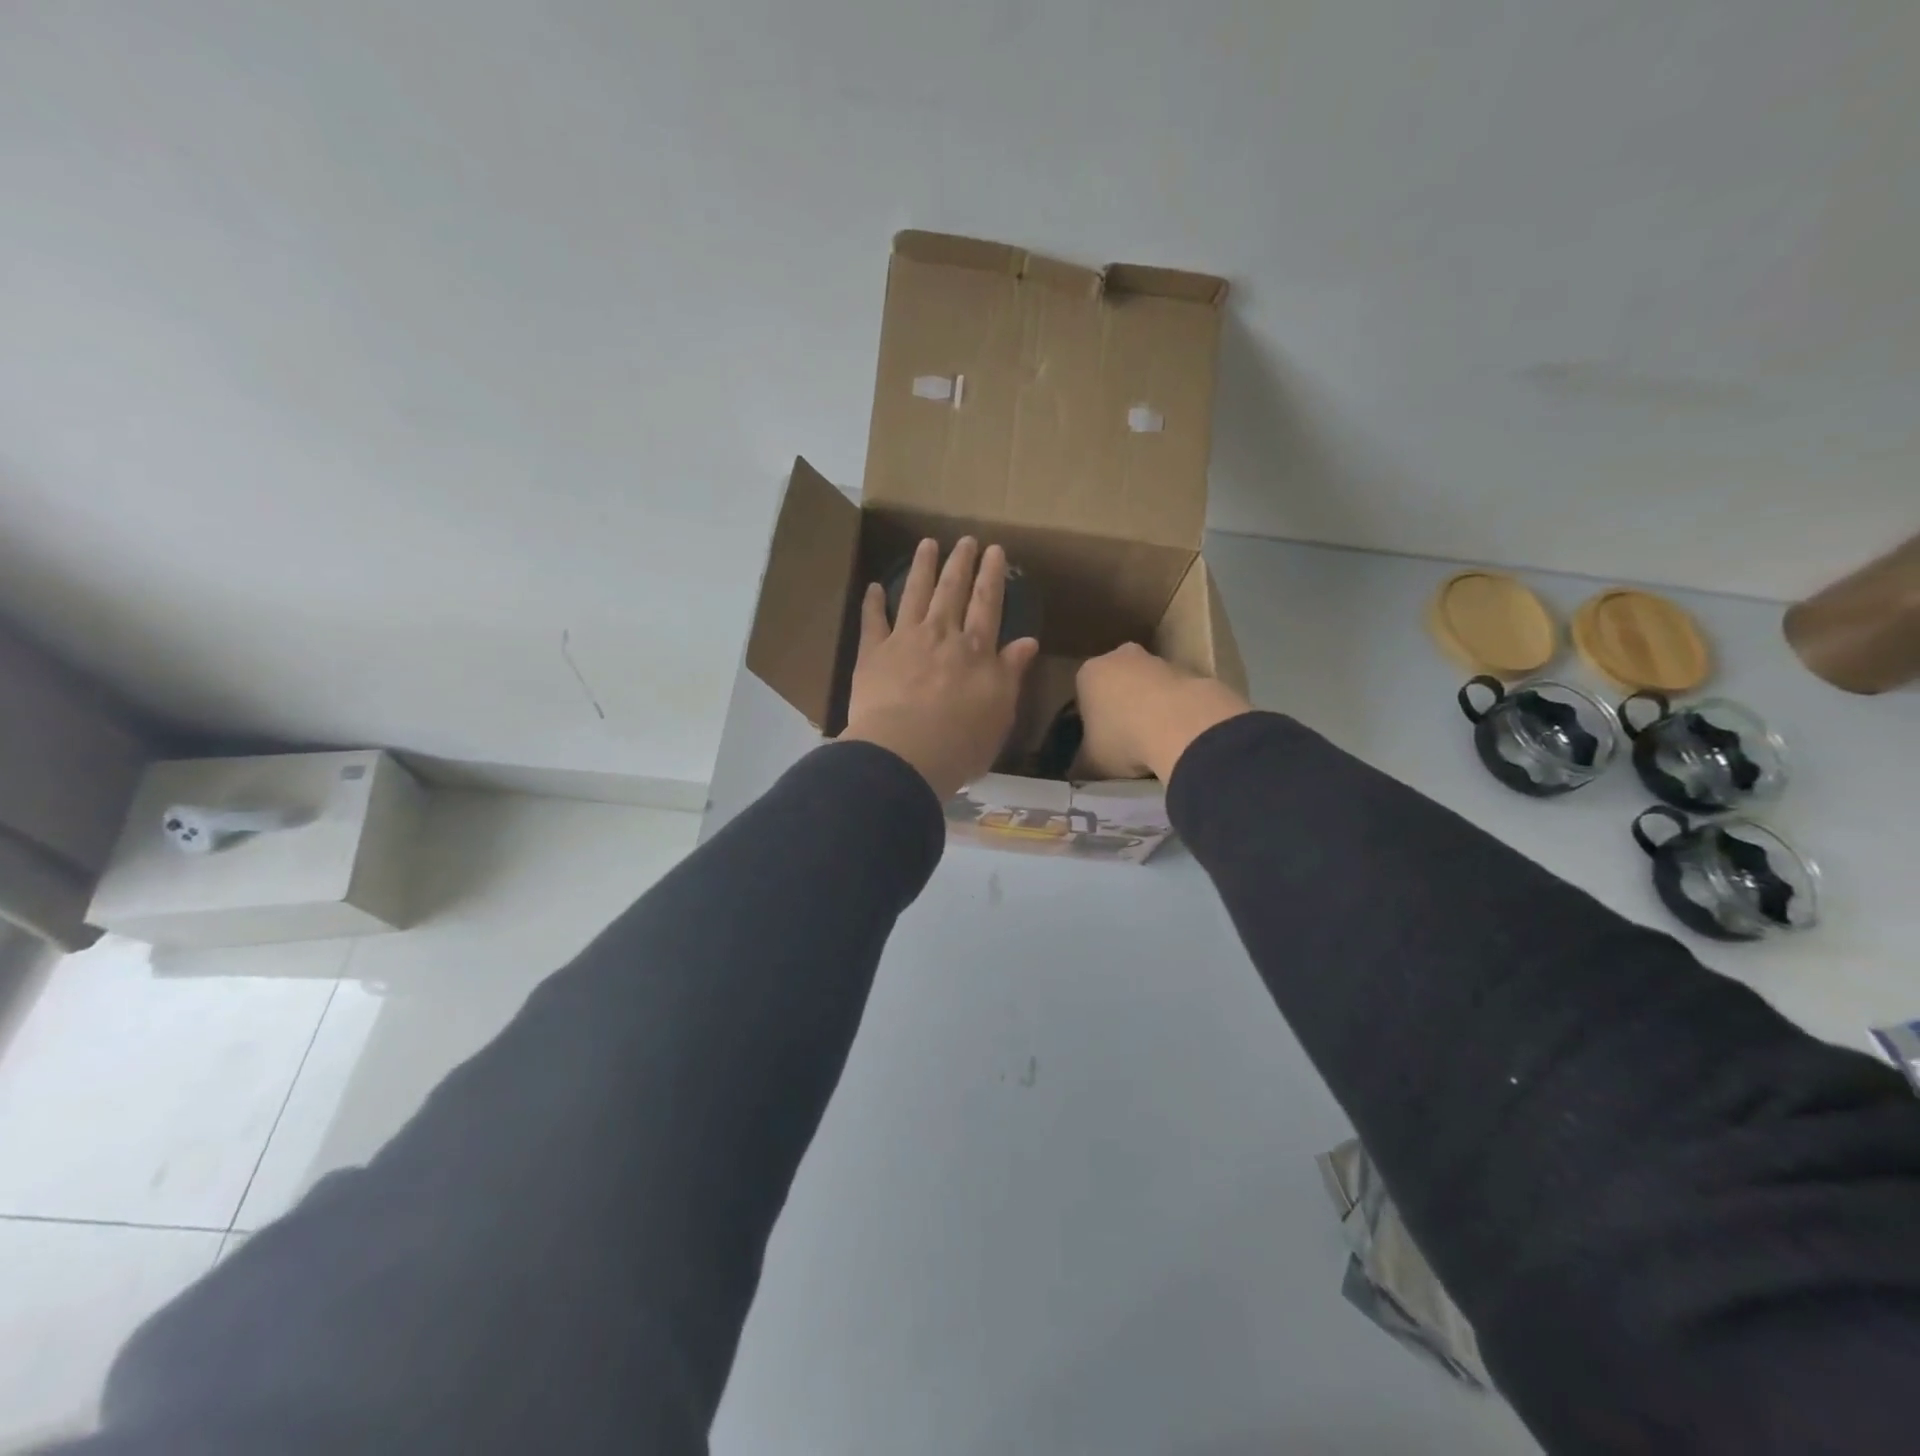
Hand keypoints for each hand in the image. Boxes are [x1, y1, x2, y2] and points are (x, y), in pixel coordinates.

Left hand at [839, 537, 1040, 799]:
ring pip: (915, 594)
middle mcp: (941, 635)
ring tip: (927, 544)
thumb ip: (1011, 672)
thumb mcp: (1001, 711)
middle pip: (952, 591)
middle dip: (960, 563)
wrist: (904, 753)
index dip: (991, 576)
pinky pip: (872, 621)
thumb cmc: (961, 740)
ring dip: (922, 568)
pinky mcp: (872, 654)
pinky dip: (873, 603)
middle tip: (965, 539)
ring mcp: (904, 640)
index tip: (995, 551)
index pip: (988, 604)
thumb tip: (1027, 642)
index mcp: (975, 650)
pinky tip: (875, 587)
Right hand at [1075, 643, 1251, 782]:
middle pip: (1117, 685)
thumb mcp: (1091, 763)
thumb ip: (1082, 764)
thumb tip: (1078, 771)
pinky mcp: (1191, 670)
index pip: (1083, 696)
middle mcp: (1120, 657)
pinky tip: (1180, 736)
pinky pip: (1176, 694)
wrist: (1183, 726)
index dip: (1091, 721)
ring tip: (1157, 743)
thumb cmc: (1123, 740)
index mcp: (1088, 674)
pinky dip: (1177, 711)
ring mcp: (1158, 660)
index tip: (1100, 743)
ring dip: (1152, 708)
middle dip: (1122, 707)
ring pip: (1149, 687)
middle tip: (1128, 741)